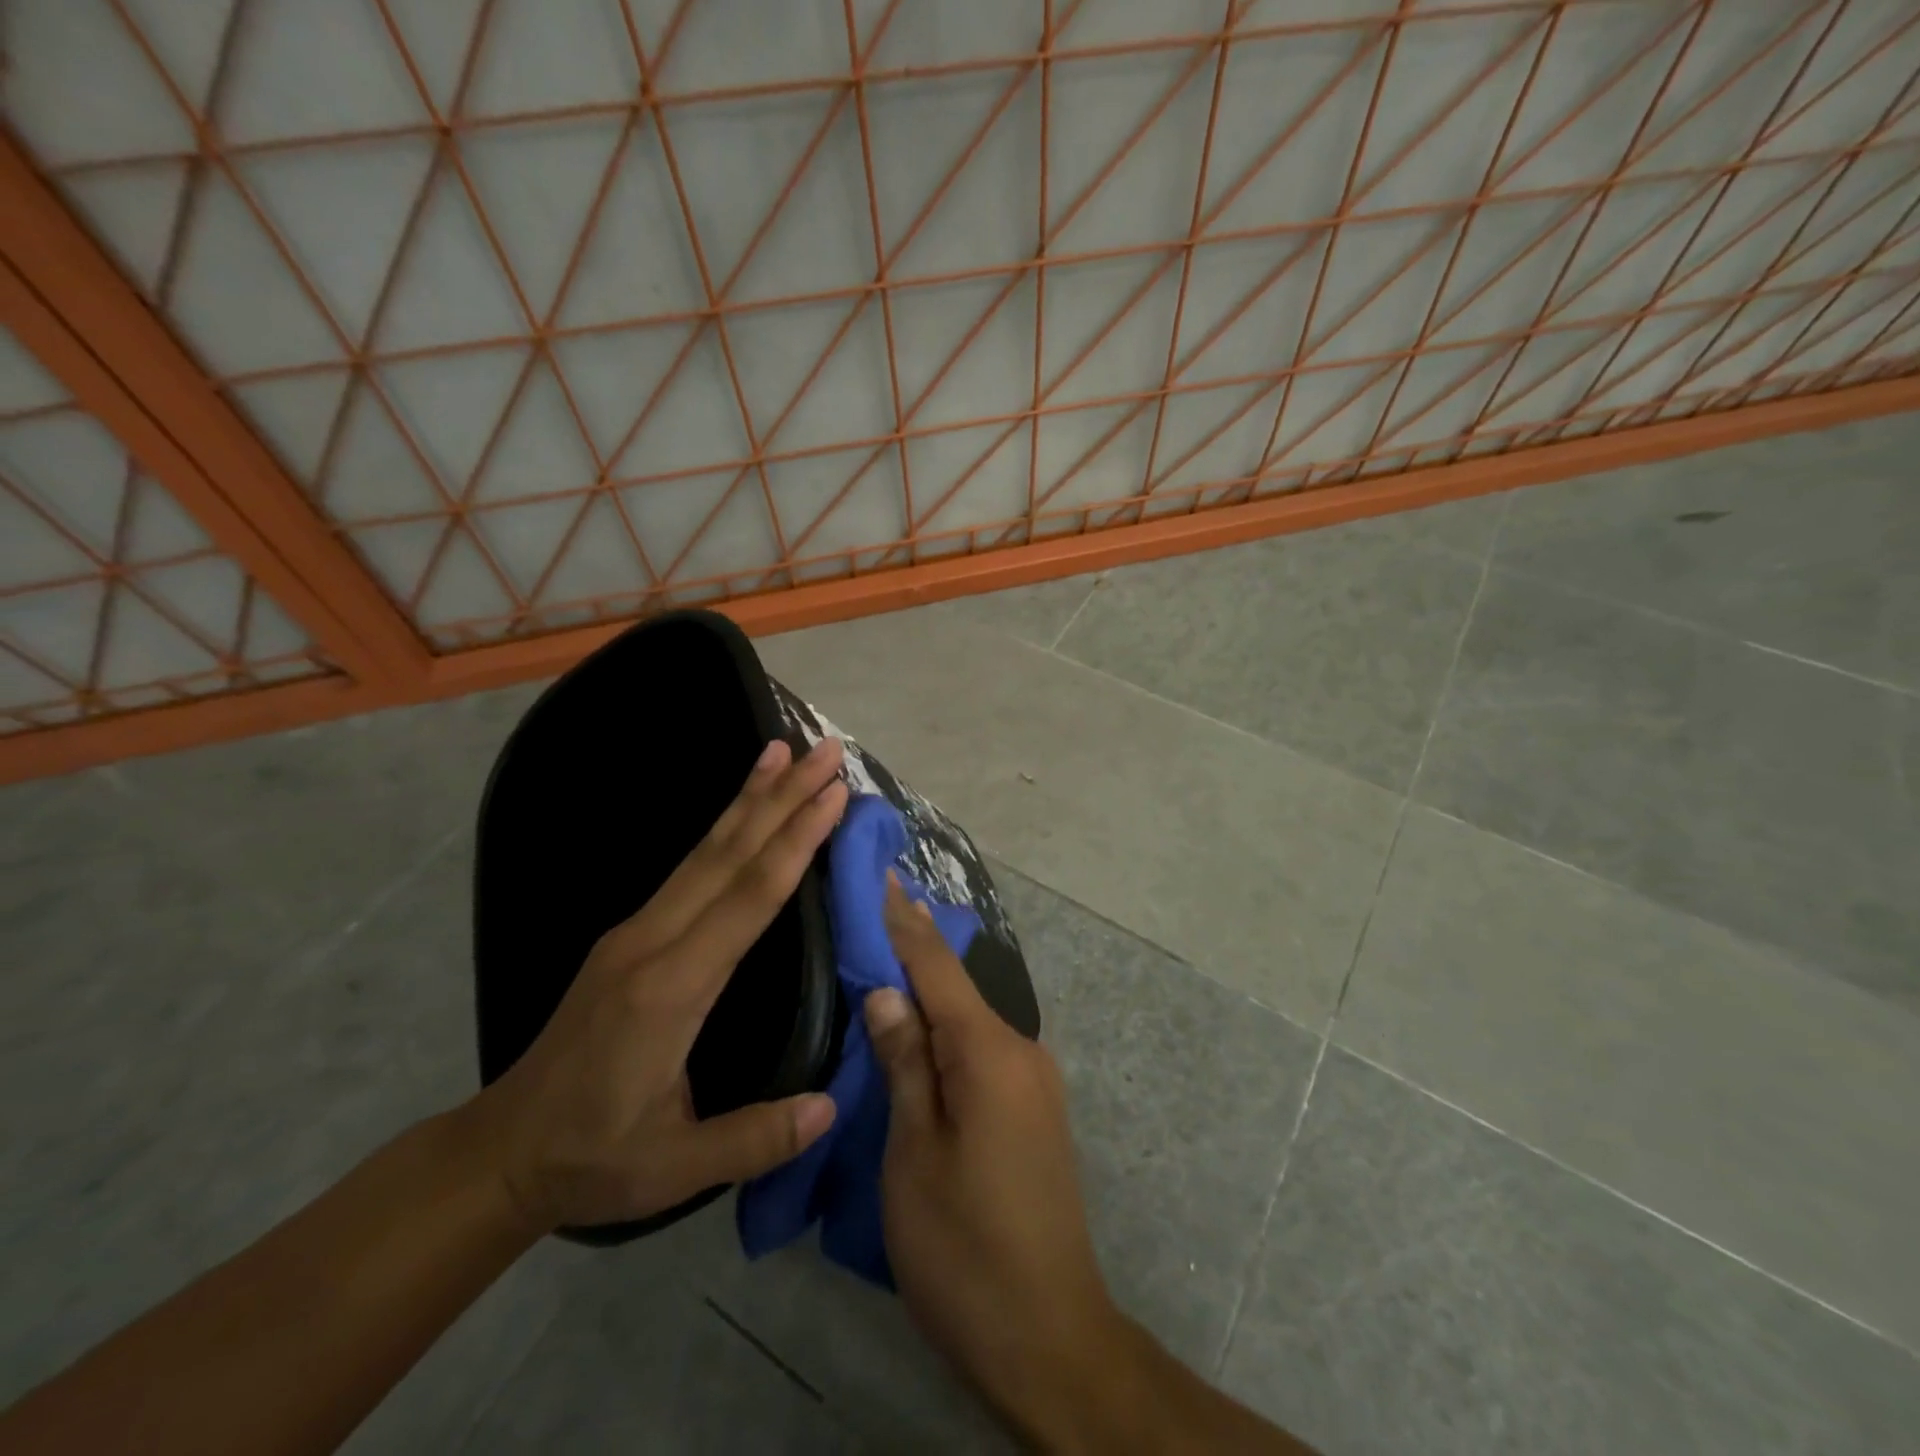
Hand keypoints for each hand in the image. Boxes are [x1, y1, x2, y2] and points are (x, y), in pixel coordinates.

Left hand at [471, 737, 848, 1233]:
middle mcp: (652, 941)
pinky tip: (742, 807)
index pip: (747, 899)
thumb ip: (752, 1137)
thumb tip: (830, 1108)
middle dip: (783, 796)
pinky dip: (724, 825)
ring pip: (705, 849)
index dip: (793, 843)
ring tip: (783, 749)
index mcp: (671, 989)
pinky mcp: (633, 931)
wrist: (502, 1149)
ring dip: (750, 796)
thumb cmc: (593, 1156)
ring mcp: (637, 930)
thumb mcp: (672, 1167)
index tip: (832, 796)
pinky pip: (690, 865)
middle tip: (827, 751)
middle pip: (729, 854)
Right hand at [866, 879, 1126, 1443]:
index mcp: (990, 1053)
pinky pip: (984, 1047)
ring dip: (931, 990)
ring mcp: (1034, 1080)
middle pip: (958, 987)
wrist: (1049, 1336)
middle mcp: (1022, 1050)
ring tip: (885, 960)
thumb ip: (905, 1065)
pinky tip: (921, 1028)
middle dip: (915, 949)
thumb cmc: (964, 1248)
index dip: (906, 922)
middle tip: (871, 912)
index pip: (938, 968)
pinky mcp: (1033, 1108)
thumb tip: (887, 992)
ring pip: (972, 1018)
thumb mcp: (914, 1156)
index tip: (883, 874)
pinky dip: (949, 1028)